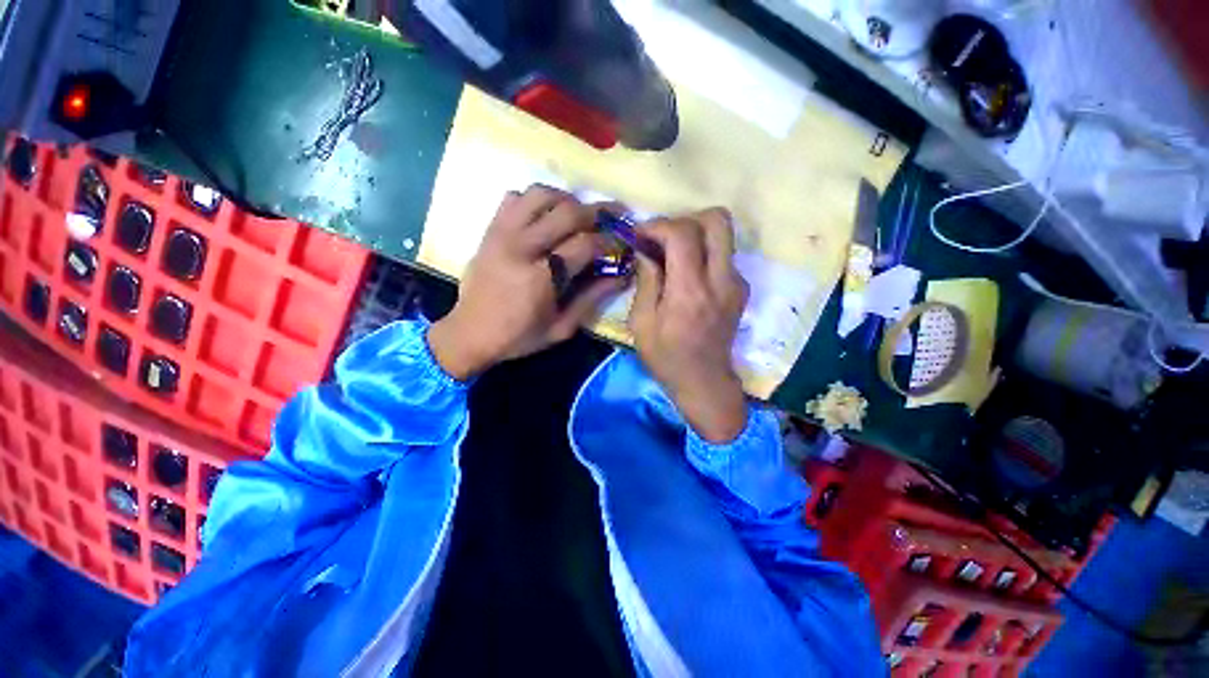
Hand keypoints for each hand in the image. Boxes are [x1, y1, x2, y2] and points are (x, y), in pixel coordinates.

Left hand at [428, 186, 624, 379]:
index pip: (584, 244)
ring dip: (567, 199)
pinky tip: (545, 217)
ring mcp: (502, 233)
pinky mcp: (490, 230)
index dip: (610, 241)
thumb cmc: (519, 337)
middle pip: (567, 211)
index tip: (623, 243)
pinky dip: (535, 200)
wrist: (469, 334)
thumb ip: (591, 298)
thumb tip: (622, 276)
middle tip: (613, 217)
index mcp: (540, 278)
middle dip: (597, 212)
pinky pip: (514, 197)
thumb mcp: (561, 327)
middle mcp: (521, 247)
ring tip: (579, 214)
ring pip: (540, 194)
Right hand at [629, 209, 750, 442]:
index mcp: (690, 291)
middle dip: (686, 218)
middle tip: (663, 238)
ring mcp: (736, 283)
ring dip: (696, 234)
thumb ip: (646, 281)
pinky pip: (724, 255)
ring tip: (673, 253)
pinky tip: (688, 273)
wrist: (704, 381)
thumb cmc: (666, 357)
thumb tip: (646, 251)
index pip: (682, 233)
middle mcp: (720, 279)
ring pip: (724, 234)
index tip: (640, 235)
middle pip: (717, 220)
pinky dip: (704, 252)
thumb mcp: (642, 323)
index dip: (658, 225)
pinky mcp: (740, 289)